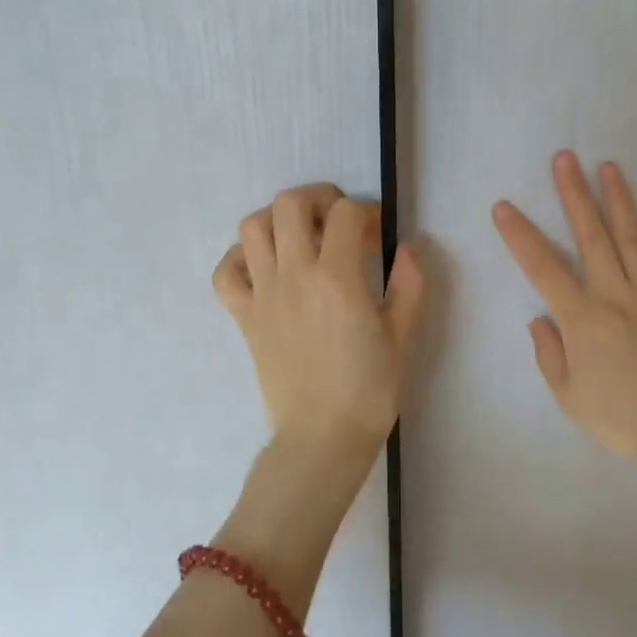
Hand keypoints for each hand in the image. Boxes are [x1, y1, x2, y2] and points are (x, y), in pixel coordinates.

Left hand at [213, 183, 426, 462]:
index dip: (366, 213)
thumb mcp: (401, 337)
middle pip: (289, 203)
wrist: (321, 439)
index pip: (345, 213)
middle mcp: (294, 275)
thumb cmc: (368, 391)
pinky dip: (239, 258)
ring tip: (301, 236)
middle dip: (318, 198)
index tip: (377, 236)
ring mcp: (263, 295)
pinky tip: (265, 267)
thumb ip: (409, 285)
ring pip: (252, 227)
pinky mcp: (244, 317)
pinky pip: (225, 272)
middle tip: (337, 220)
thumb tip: (410, 246)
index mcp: (337, 278)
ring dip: (277, 219)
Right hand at [493, 152, 636, 487]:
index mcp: (584, 319)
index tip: (504, 207)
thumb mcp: (571, 397)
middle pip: (593, 236)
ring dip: (619, 201)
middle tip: (565, 158)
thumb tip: (540, 319)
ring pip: (634, 238)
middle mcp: (617, 296)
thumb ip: (551, 354)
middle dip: (575, 194)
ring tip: (609, 167)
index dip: (520, 235)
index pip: (544, 268)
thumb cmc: (621, 420)